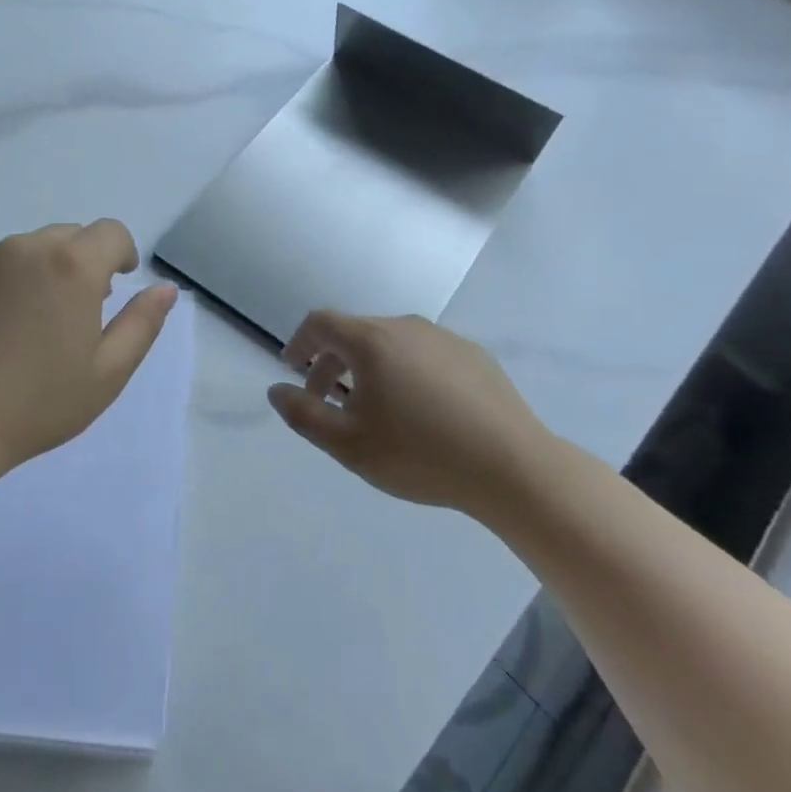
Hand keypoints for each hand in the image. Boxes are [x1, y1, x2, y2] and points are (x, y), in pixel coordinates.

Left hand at [0, 220, 177, 472]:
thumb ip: (142, 323)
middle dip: (78, 263)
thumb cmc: (34, 406)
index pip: (110, 232)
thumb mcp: (106, 374)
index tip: (116, 283)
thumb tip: (165, 288)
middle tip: (71, 313)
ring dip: (34, 274)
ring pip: (20, 252)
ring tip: (21, 328)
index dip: (120, 253)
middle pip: (65, 237)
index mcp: (72, 265)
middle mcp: (24, 247)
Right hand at [269, 312, 550, 513]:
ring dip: (370, 368)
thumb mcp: (349, 445)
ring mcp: (445, 338)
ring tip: (375, 409)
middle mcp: (406, 327)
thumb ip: (304, 415)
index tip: (291, 368)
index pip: (321, 323)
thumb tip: (277, 389)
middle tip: (327, 402)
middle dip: (331, 362)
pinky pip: (425, 354)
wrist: (514, 468)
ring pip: (392, 343)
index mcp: (372, 341)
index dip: (299, 342)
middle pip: (356, 333)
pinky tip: (421, 410)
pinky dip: (407, 372)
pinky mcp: (475, 356)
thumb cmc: (422, 455)